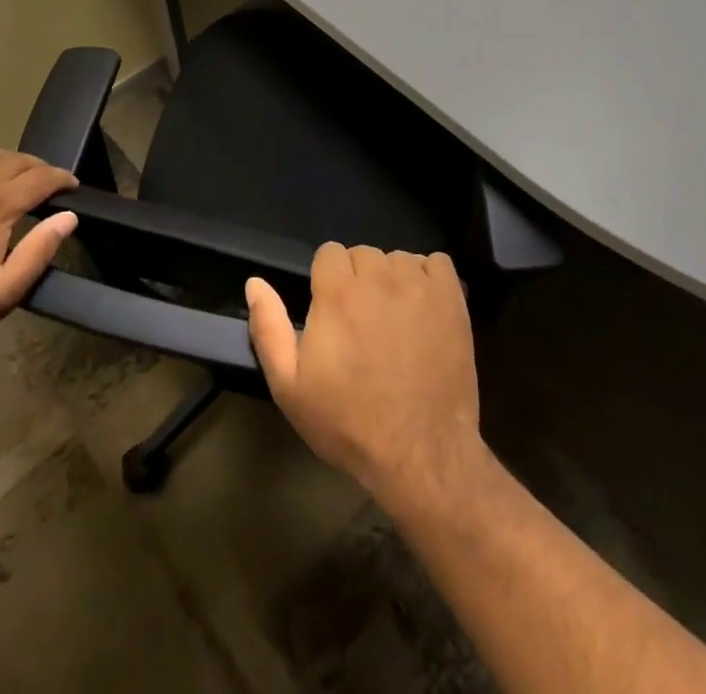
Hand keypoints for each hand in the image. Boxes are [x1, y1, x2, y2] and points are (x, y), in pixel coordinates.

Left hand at [0, 143, 78, 357]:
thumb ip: (37, 253)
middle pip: (14, 160)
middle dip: (37, 168)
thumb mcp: (0, 296)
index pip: (40, 178)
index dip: (61, 178)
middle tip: (46, 183)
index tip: (72, 187)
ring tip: (11, 173)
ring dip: (4, 159)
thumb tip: (68, 217)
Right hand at [246, 244, 482, 505]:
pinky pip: (437, 264)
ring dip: (393, 280)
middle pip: (364, 254)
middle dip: (359, 280)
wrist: (419, 453)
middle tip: (363, 323)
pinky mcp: (452, 298)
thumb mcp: (290, 386)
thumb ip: (268, 328)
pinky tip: (425, 310)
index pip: (329, 252)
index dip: (328, 281)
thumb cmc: (348, 422)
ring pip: (398, 258)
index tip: (333, 312)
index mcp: (337, 292)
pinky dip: (429, 278)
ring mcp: (419, 285)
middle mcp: (378, 276)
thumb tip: (254, 283)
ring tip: (395, 320)